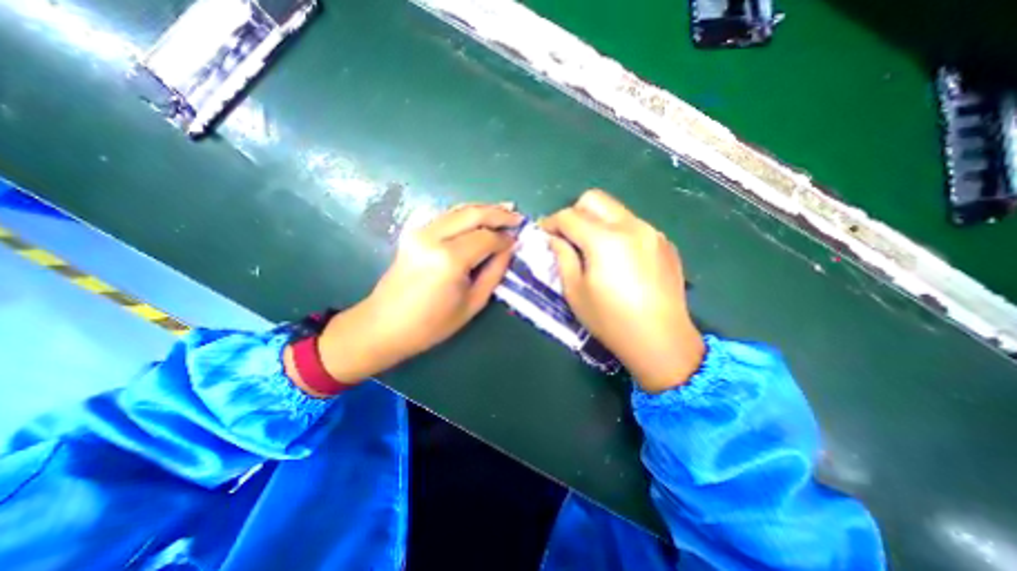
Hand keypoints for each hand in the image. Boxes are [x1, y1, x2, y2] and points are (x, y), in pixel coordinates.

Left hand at [313, 204, 518, 388]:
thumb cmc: (432, 324)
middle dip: (499, 213)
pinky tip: (480, 216)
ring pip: (459, 209)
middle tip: (517, 216)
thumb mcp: (473, 303)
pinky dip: (466, 213)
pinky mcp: (413, 232)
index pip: (486, 238)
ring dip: (483, 208)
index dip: (505, 238)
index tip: (518, 240)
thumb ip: (494, 272)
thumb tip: (509, 249)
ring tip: (505, 209)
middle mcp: (433, 237)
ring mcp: (420, 231)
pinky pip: (446, 216)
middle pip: (473, 214)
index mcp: (449, 259)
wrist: (384, 325)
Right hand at [544, 188, 705, 392]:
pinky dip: (617, 232)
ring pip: (615, 210)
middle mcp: (631, 226)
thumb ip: (562, 257)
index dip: (551, 222)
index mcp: (605, 240)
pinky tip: (618, 259)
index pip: (569, 215)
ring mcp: (652, 232)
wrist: (662, 341)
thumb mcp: (575, 292)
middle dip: (574, 212)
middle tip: (567, 236)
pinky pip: (634, 225)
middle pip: (595, 199)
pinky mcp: (665, 243)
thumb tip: (555, 238)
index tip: (544, 232)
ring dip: (597, 221)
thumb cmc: (611, 320)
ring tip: (592, 248)